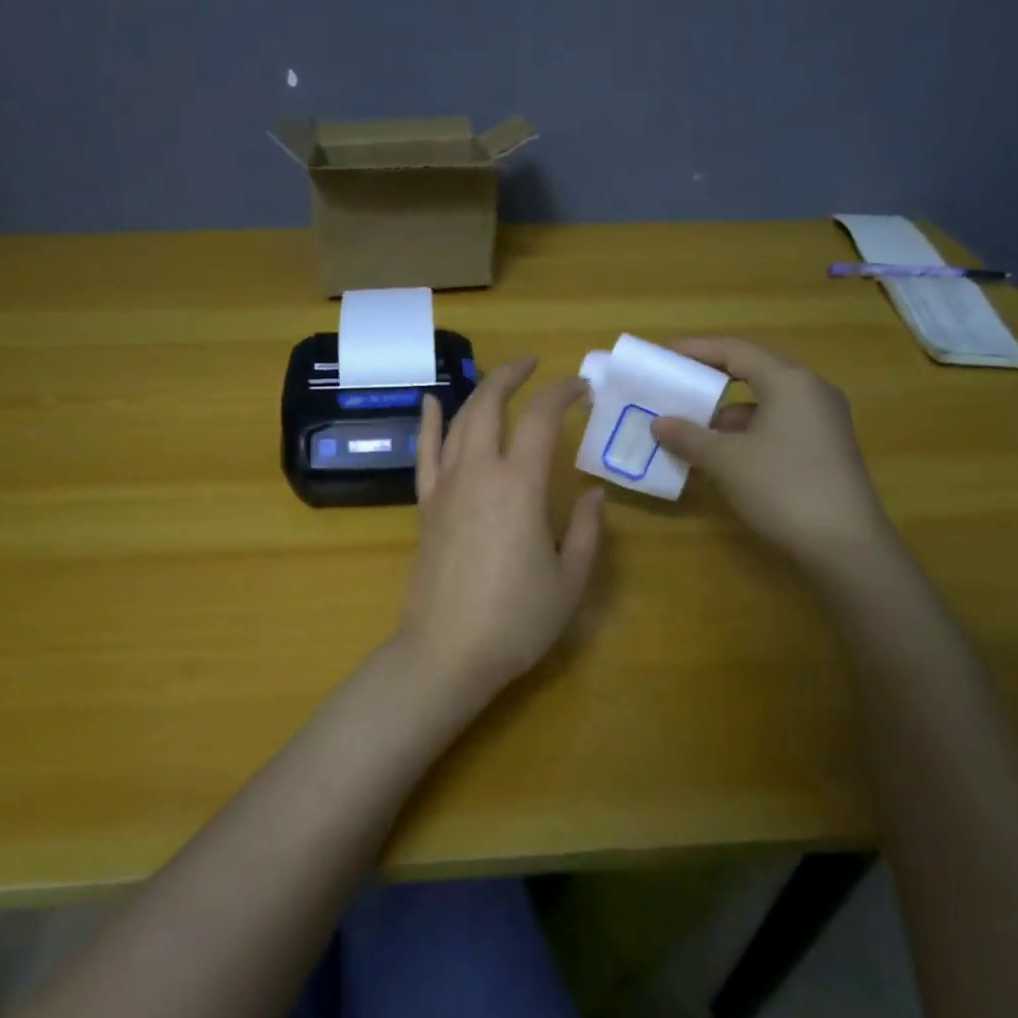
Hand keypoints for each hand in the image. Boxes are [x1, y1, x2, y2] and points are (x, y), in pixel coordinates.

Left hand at [394, 358, 603, 720]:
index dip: (562, 393)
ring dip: (480, 393)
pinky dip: (430, 423)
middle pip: (490, 405)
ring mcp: (445, 487)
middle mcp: (477, 473)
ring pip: (459, 422)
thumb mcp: (569, 580)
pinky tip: (432, 402)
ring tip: (499, 380)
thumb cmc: (516, 621)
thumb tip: (593, 494)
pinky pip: (425, 454)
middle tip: (534, 365)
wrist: (446, 653)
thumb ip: (585, 530)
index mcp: (518, 485)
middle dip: (512, 375)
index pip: (540, 419)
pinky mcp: (424, 506)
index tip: (581, 388)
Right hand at [649, 337, 893, 570]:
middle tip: (675, 383)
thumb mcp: (725, 461)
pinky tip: (722, 453)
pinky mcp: (825, 447)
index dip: (695, 349)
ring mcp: (822, 419)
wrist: (844, 543)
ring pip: (765, 401)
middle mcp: (810, 390)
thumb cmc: (781, 487)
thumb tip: (659, 423)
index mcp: (789, 381)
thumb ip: (688, 436)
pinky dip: (746, 431)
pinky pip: (777, 423)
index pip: (735, 349)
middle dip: (710, 377)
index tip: (663, 354)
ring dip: (726, 410)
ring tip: (690, 425)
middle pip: (753, 370)